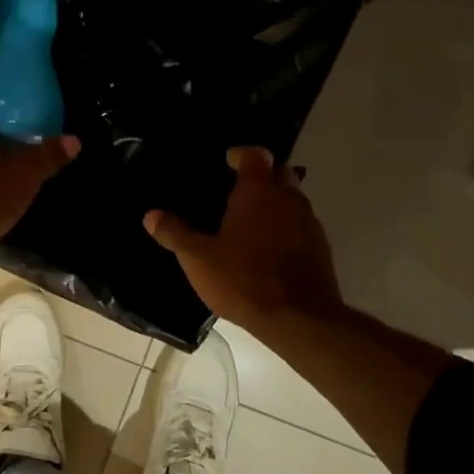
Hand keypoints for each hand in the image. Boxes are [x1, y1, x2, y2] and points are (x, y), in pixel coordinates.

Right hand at [144, 146, 344, 332]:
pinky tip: (270, 247)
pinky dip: (287, 226)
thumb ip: (175, 233)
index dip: (241, 155)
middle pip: (280, 172)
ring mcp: (309, 222)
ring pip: (294, 197)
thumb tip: (151, 215)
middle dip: (263, 174)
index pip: (255, 155)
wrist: (299, 319)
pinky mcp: (321, 247)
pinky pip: (302, 224)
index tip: (228, 162)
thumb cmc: (244, 280)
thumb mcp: (198, 259)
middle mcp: (288, 198)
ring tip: (252, 219)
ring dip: (277, 201)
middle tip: (239, 189)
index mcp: (258, 191)